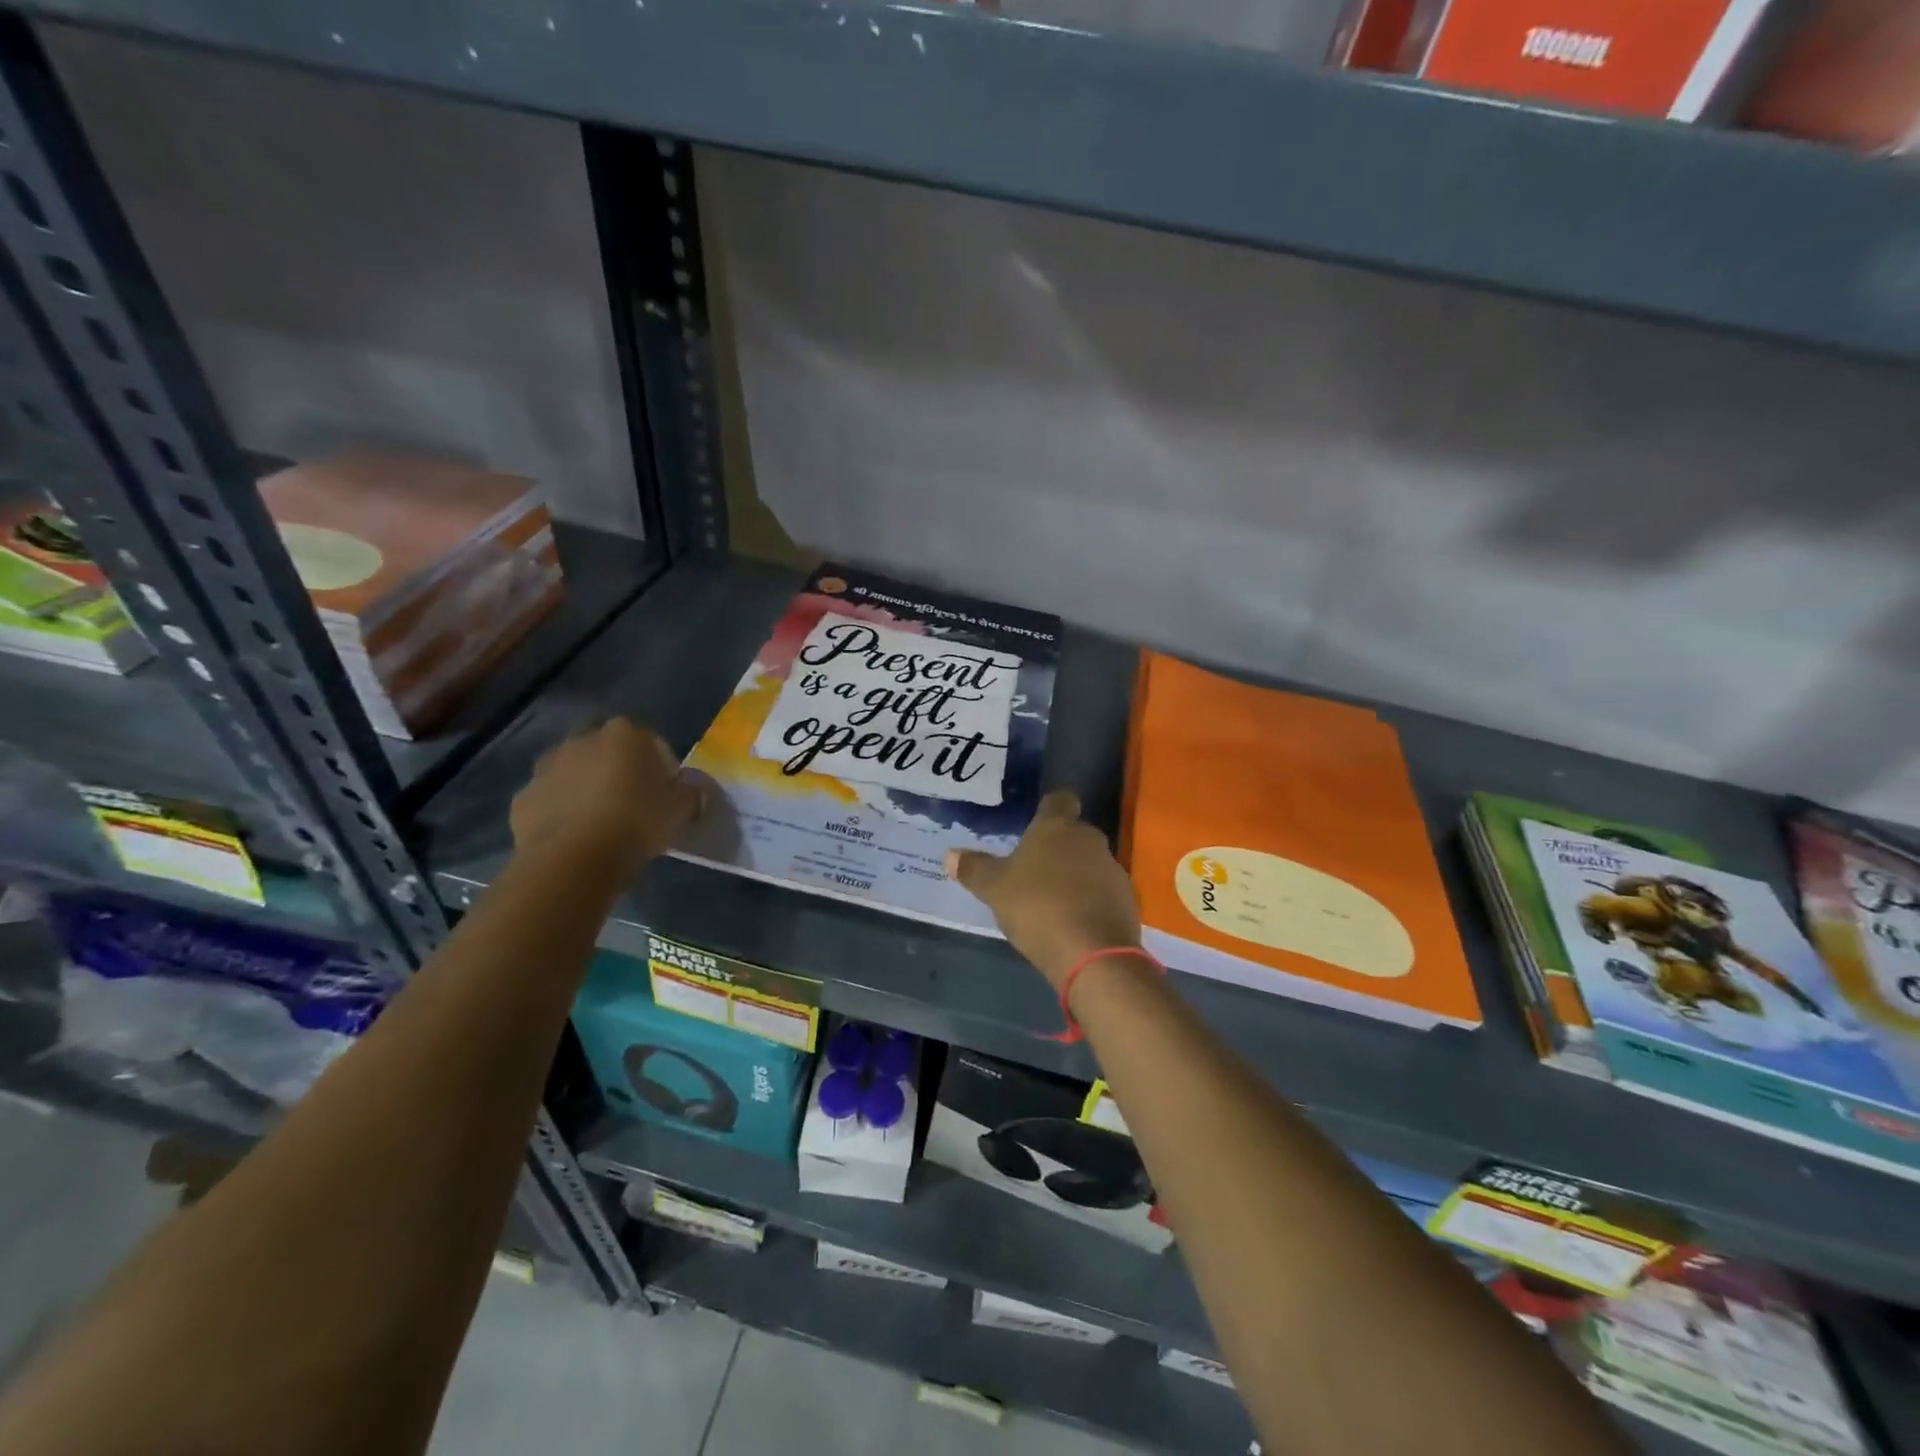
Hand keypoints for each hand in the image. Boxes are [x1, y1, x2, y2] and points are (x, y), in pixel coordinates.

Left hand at [510, 718, 700, 871]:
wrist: (574, 858)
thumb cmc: (637, 822)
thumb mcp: (682, 809)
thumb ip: (691, 794)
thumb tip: (693, 792)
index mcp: (625, 734)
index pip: (651, 742)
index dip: (662, 767)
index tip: (667, 793)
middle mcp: (582, 740)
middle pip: (607, 751)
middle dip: (617, 769)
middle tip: (633, 802)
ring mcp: (547, 768)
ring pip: (574, 773)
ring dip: (586, 789)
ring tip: (602, 822)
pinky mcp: (523, 798)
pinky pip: (550, 801)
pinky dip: (561, 813)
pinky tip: (576, 838)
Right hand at [946, 789, 1140, 991]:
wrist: (1093, 953)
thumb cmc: (1037, 907)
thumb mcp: (994, 890)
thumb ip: (974, 869)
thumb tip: (950, 855)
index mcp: (1057, 827)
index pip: (1058, 800)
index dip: (1047, 809)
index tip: (1034, 824)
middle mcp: (1089, 839)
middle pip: (1074, 834)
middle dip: (1058, 848)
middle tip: (1034, 870)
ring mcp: (1113, 869)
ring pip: (1091, 863)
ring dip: (1076, 876)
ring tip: (1053, 901)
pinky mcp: (1128, 900)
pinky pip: (1104, 892)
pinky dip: (1091, 901)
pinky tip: (1074, 922)